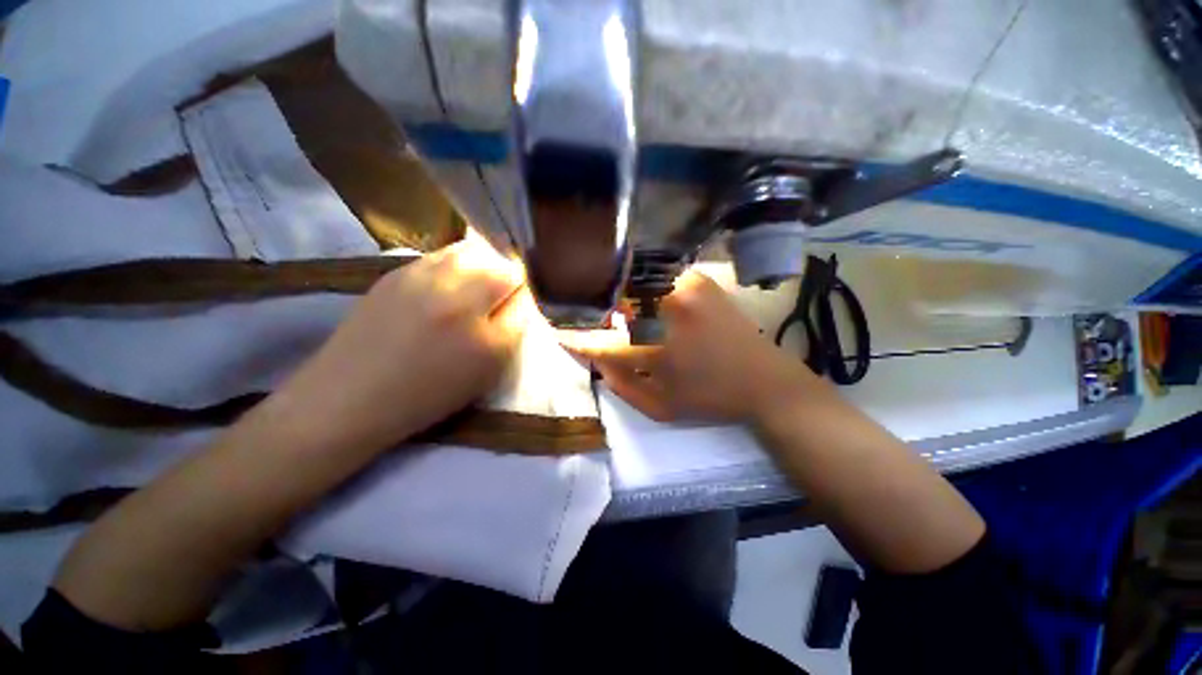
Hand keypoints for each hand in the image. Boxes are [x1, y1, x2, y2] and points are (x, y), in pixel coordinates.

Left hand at [274, 237, 528, 452]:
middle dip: (507, 278)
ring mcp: (425, 282)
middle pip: (503, 268)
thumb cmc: (425, 394)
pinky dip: (456, 263)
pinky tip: (445, 282)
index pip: (524, 301)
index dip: (522, 299)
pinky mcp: (398, 272)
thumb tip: (516, 301)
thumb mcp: (484, 374)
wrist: (349, 395)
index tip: (513, 307)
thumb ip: (509, 334)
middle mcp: (461, 303)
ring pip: (474, 253)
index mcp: (488, 339)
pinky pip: (443, 255)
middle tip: (495, 295)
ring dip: (482, 265)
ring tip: (473, 284)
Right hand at [562, 271, 819, 422]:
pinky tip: (640, 292)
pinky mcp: (697, 277)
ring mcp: (683, 286)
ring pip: (631, 279)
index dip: (575, 336)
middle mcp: (665, 310)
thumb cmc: (708, 399)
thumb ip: (619, 384)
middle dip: (592, 305)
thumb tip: (595, 356)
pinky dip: (641, 281)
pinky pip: (655, 273)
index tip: (557, 330)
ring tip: (610, 302)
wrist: (763, 379)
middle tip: (585, 312)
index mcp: (654, 349)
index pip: (599, 340)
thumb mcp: (658, 408)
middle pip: (611, 297)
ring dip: (615, 290)